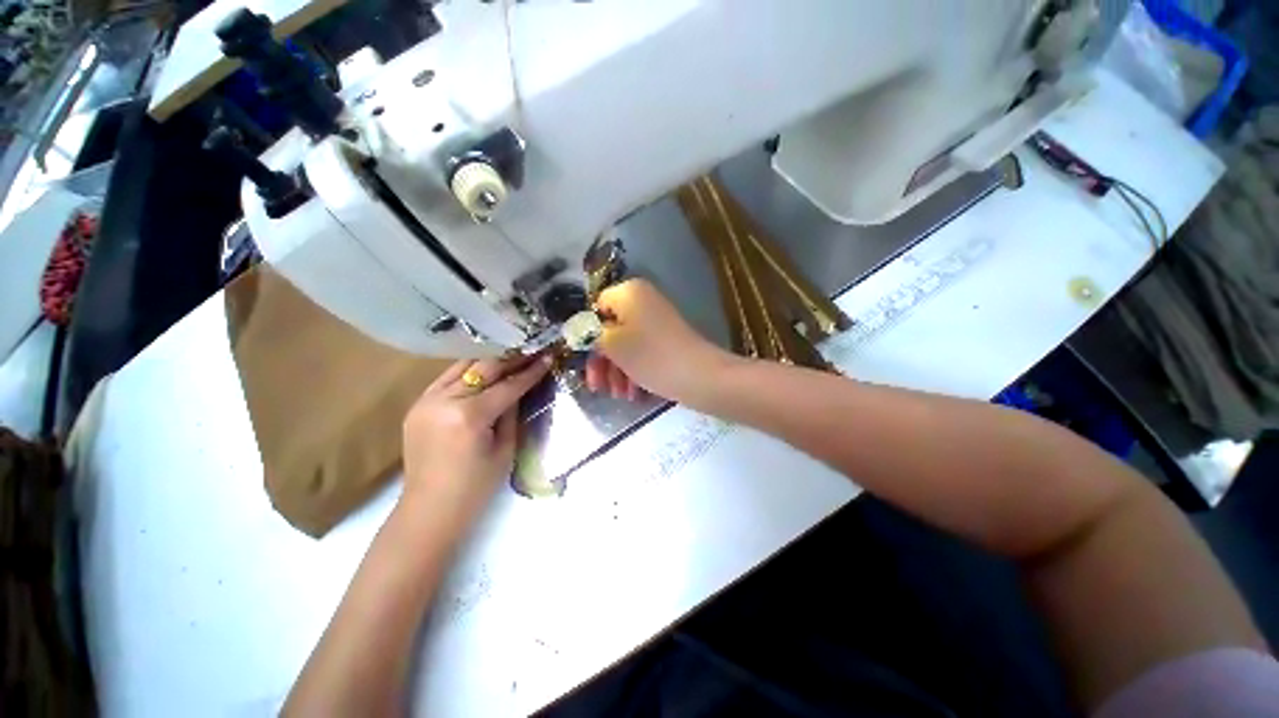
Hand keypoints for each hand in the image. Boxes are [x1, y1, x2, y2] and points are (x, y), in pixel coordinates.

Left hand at [401, 353, 550, 530]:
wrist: (429, 510)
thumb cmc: (476, 487)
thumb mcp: (505, 449)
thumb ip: (512, 412)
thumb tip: (520, 387)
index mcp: (469, 416)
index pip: (507, 385)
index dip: (530, 371)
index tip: (548, 357)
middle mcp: (444, 400)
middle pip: (483, 368)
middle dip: (511, 359)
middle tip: (532, 352)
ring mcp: (425, 400)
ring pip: (462, 366)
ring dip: (489, 362)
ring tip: (511, 358)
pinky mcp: (417, 405)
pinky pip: (447, 378)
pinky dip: (468, 372)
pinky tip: (483, 373)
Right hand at [588, 279, 732, 402]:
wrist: (699, 376)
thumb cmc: (650, 356)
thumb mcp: (612, 345)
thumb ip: (590, 334)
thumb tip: (580, 330)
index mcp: (629, 292)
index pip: (597, 307)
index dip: (588, 332)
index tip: (584, 357)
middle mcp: (643, 301)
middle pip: (611, 329)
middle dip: (602, 360)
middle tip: (597, 386)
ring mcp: (657, 321)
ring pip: (626, 344)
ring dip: (617, 370)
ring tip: (619, 395)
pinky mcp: (667, 341)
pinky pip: (643, 352)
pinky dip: (634, 370)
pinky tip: (634, 394)